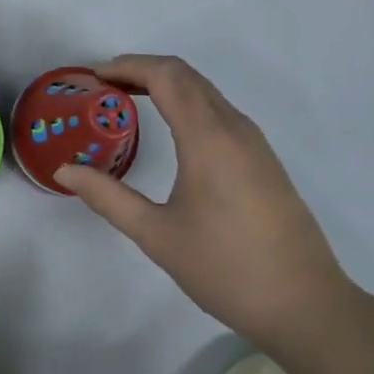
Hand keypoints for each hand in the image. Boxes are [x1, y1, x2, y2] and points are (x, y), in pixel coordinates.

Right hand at [55, 55, 353, 349]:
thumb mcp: (156, 236)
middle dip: (142, 70)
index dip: (127, 66)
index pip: (166, 76)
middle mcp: (234, 129)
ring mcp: (254, 143)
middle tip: (103, 87)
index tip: (93, 77)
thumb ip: (108, 197)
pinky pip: (219, 111)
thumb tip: (65, 171)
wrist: (307, 306)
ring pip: (205, 92)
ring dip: (165, 85)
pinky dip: (186, 103)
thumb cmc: (226, 269)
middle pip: (186, 75)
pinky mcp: (264, 160)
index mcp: (208, 139)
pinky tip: (169, 130)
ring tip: (127, 102)